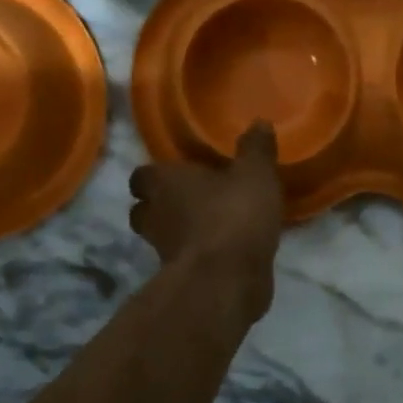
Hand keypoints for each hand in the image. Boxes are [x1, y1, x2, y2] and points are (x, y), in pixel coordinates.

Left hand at [129, 122, 285, 322]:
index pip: (142, 175)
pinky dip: (199, 255)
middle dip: (162, 205)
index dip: (157, 174)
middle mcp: (155, 215)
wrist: (227, 279)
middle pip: (144, 208)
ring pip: (162, 236)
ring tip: (211, 225)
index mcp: (164, 182)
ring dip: (180, 231)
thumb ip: (256, 150)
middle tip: (192, 199)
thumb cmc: (234, 215)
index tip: (179, 173)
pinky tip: (226, 251)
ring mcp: (164, 251)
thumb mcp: (255, 174)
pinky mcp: (181, 278)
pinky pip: (185, 261)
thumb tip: (259, 122)